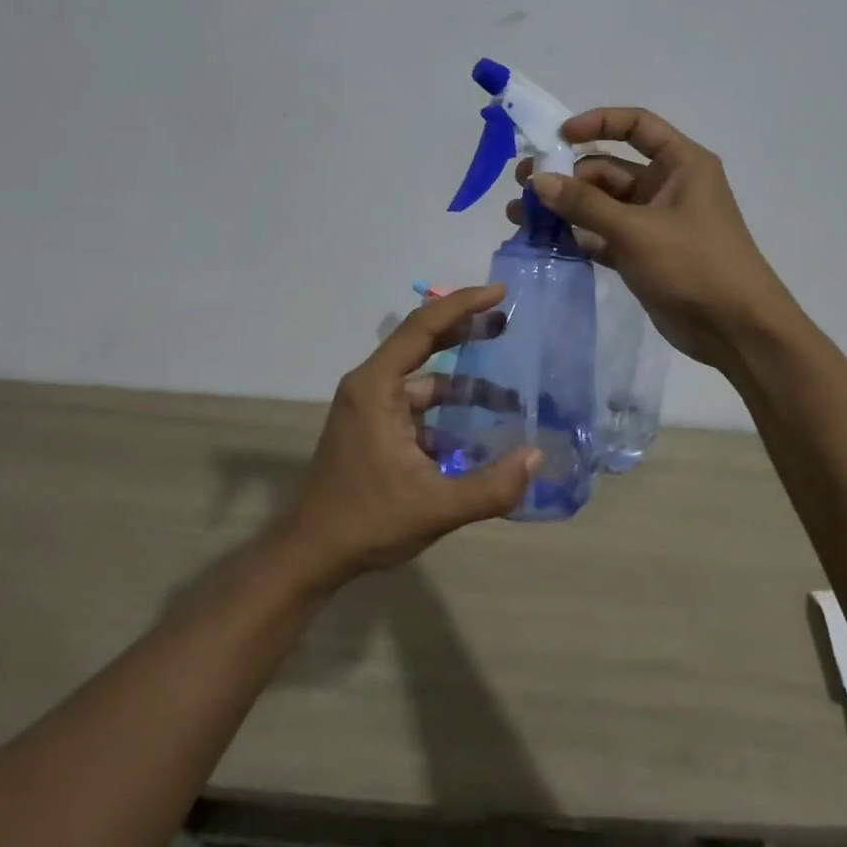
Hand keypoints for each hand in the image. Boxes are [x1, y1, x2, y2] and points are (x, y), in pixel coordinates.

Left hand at [278, 285, 539, 584]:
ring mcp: (371, 408)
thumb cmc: (366, 521)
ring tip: (509, 397)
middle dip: (466, 331)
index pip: (422, 328)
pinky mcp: (375, 429)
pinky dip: (449, 413)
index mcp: (376, 387)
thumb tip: (535, 459)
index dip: (462, 305)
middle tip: (507, 323)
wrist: (312, 554)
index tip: (500, 293)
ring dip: (464, 385)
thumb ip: (490, 487)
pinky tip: (480, 435)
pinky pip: (418, 407)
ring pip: (424, 380)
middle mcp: (371, 386)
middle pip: (422, 343)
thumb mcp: (434, 507)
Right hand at [506, 108, 792, 367]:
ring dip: (564, 207)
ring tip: (517, 213)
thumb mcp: (637, 230)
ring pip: (601, 204)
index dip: (597, 123)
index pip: (636, 126)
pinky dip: (575, 235)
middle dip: (566, 175)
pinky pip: (602, 235)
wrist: (737, 330)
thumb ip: (585, 204)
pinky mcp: (642, 254)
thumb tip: (538, 179)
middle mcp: (667, 186)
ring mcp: (653, 222)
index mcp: (681, 164)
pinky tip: (539, 239)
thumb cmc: (695, 265)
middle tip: (521, 184)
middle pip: (609, 168)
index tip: (558, 136)